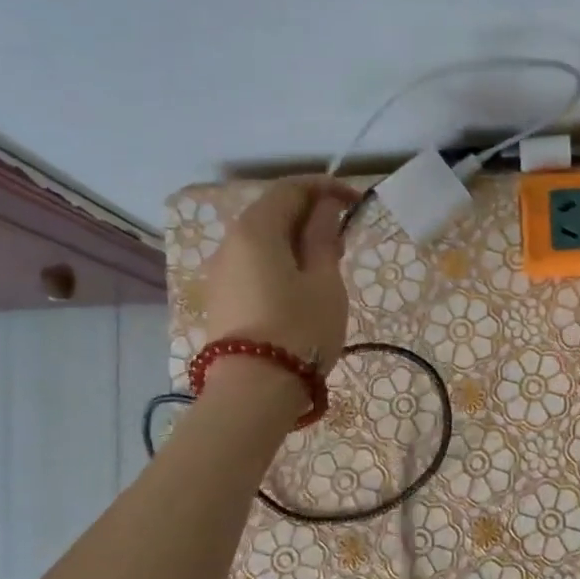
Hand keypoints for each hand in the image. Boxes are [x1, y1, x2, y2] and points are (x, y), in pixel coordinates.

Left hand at [198, 177, 358, 373]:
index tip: (357, 202)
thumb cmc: (300, 329)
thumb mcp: (325, 282)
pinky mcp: (222, 299)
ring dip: (296, 240)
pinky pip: (254, 264)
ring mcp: (222, 272)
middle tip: (344, 236)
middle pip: (272, 212)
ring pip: (263, 240)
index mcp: (257, 229)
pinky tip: (302, 286)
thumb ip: (323, 239)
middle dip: (310, 214)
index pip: (291, 189)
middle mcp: (231, 242)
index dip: (326, 188)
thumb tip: (324, 209)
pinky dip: (281, 261)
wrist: (253, 390)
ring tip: (328, 265)